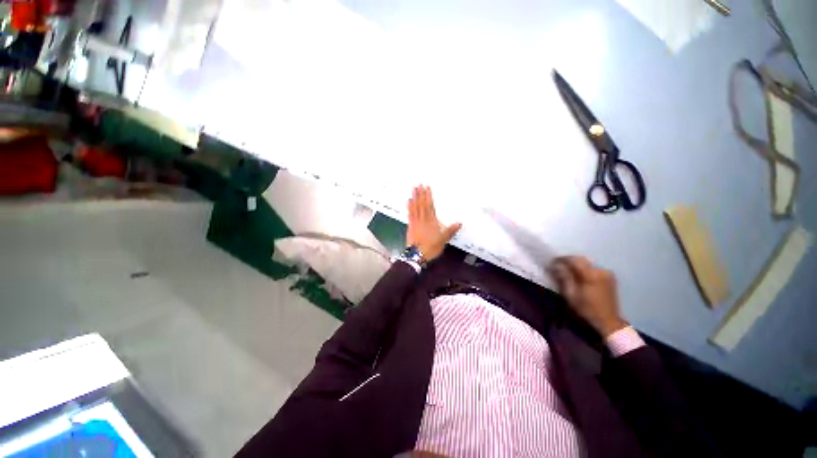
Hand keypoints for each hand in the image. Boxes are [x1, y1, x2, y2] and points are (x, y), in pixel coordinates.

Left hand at [407, 186, 461, 261]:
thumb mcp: (444, 239)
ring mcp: (415, 221)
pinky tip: (409, 201)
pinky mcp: (410, 225)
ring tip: (414, 189)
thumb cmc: (431, 246)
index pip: (430, 205)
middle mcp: (423, 218)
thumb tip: (459, 223)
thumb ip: (450, 230)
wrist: (417, 254)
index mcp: (431, 220)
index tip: (427, 188)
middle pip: (422, 204)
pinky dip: (409, 206)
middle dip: (420, 193)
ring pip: (415, 207)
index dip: (428, 196)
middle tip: (419, 184)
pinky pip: (410, 213)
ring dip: (414, 197)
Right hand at [549, 256, 627, 337]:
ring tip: (569, 271)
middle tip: (559, 266)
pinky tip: (580, 276)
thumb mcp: (571, 295)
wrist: (608, 321)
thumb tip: (557, 265)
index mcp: (591, 275)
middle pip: (581, 260)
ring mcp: (607, 273)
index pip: (574, 260)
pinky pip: (594, 269)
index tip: (553, 261)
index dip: (562, 259)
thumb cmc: (587, 309)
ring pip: (587, 264)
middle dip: (569, 261)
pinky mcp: (610, 278)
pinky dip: (585, 270)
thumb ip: (564, 277)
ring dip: (577, 266)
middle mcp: (600, 270)